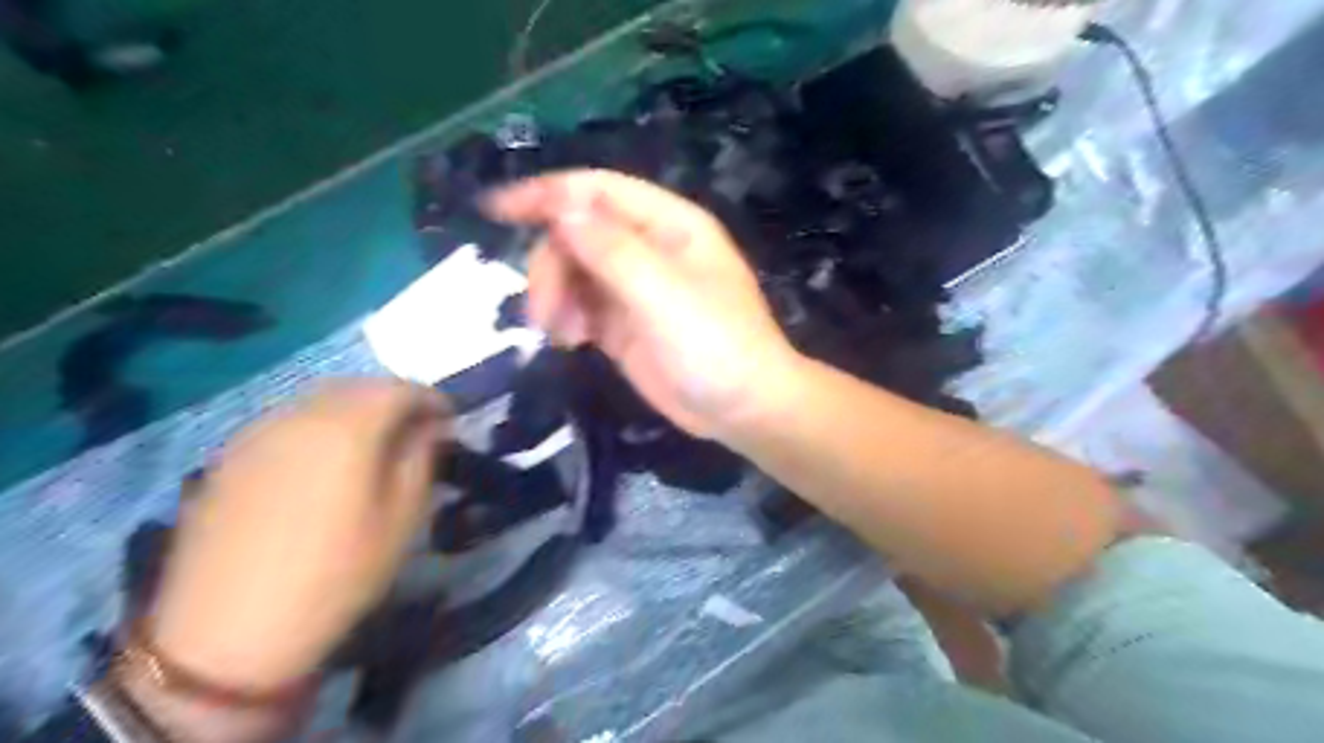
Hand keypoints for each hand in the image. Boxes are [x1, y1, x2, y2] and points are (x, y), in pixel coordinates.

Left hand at [143, 382, 447, 694]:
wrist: (227, 634)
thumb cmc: (336, 575)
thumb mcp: (402, 518)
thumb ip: (420, 458)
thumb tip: (430, 426)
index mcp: (347, 427)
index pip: (399, 388)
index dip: (431, 398)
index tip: (450, 419)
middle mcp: (299, 415)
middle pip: (357, 385)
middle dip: (394, 398)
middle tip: (416, 428)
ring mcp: (257, 433)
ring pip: (319, 399)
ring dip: (356, 408)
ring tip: (374, 442)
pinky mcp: (229, 457)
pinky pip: (288, 420)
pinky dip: (320, 424)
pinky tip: (325, 459)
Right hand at [485, 170, 795, 435]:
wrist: (742, 408)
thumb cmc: (714, 344)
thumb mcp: (662, 293)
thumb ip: (610, 249)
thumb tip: (559, 208)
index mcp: (668, 224)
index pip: (597, 191)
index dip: (547, 193)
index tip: (495, 209)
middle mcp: (649, 247)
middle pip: (577, 234)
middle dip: (551, 266)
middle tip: (545, 312)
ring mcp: (635, 287)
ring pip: (573, 271)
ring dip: (555, 296)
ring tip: (562, 335)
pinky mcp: (623, 324)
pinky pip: (580, 307)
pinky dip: (566, 319)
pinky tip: (571, 343)